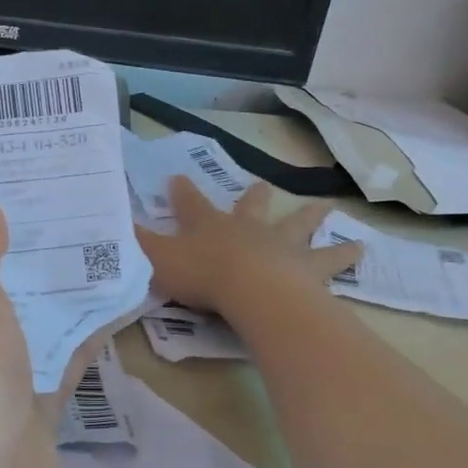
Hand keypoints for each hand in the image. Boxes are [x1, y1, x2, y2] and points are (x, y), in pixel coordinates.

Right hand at [138, 177, 361, 317]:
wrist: (252, 290)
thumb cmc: (203, 275)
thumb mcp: (157, 260)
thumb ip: (134, 246)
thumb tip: (104, 228)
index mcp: (210, 226)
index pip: (191, 203)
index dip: (182, 192)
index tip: (176, 177)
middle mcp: (247, 229)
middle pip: (252, 207)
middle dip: (255, 197)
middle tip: (265, 185)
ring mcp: (280, 246)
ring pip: (297, 226)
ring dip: (310, 218)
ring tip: (327, 208)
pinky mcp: (307, 268)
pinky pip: (330, 261)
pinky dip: (344, 256)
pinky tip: (363, 251)